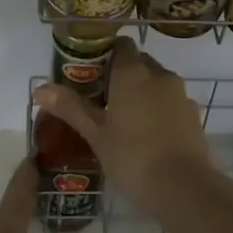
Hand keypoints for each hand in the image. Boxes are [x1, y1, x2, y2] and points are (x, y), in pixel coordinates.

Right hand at [30, 38, 214, 211]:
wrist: (184, 187)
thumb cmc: (133, 157)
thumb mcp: (96, 134)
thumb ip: (70, 108)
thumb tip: (39, 89)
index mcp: (133, 73)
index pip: (121, 45)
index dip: (106, 53)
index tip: (91, 72)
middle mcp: (159, 75)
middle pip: (139, 63)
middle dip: (122, 75)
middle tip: (102, 99)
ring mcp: (180, 94)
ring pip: (157, 83)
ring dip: (142, 92)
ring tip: (124, 119)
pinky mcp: (193, 114)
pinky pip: (170, 102)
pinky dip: (159, 109)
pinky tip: (148, 135)